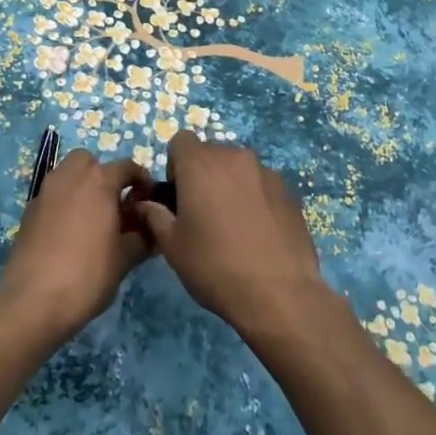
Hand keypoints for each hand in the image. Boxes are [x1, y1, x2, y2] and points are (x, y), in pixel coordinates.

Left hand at [0, 150, 152, 340]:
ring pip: (66, 175)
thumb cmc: (87, 275)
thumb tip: (153, 230)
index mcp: (98, 181)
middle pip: (88, 161)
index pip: (126, 167)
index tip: (148, 198)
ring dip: (81, 187)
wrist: (32, 301)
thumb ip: (142, 238)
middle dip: (103, 174)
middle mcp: (69, 177)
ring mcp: (45, 192)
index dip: (141, 180)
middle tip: (114, 204)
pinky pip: (52, 196)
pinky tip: (69, 234)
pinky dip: (63, 204)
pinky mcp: (28, 211)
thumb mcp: (124, 259)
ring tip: (93, 219)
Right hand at [135, 133, 331, 338]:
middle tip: (202, 213)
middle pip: (211, 153)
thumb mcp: (172, 246)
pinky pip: (262, 185)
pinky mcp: (289, 191)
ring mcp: (266, 172)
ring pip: (239, 168)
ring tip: (233, 225)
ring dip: (230, 185)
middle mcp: (234, 157)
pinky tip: (257, 233)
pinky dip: (255, 198)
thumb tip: (146, 205)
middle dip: (203, 174)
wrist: (279, 293)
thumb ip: (155, 216)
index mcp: (201, 164)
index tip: (178, 196)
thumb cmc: (214, 266)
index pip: (181, 141)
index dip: (175, 165)